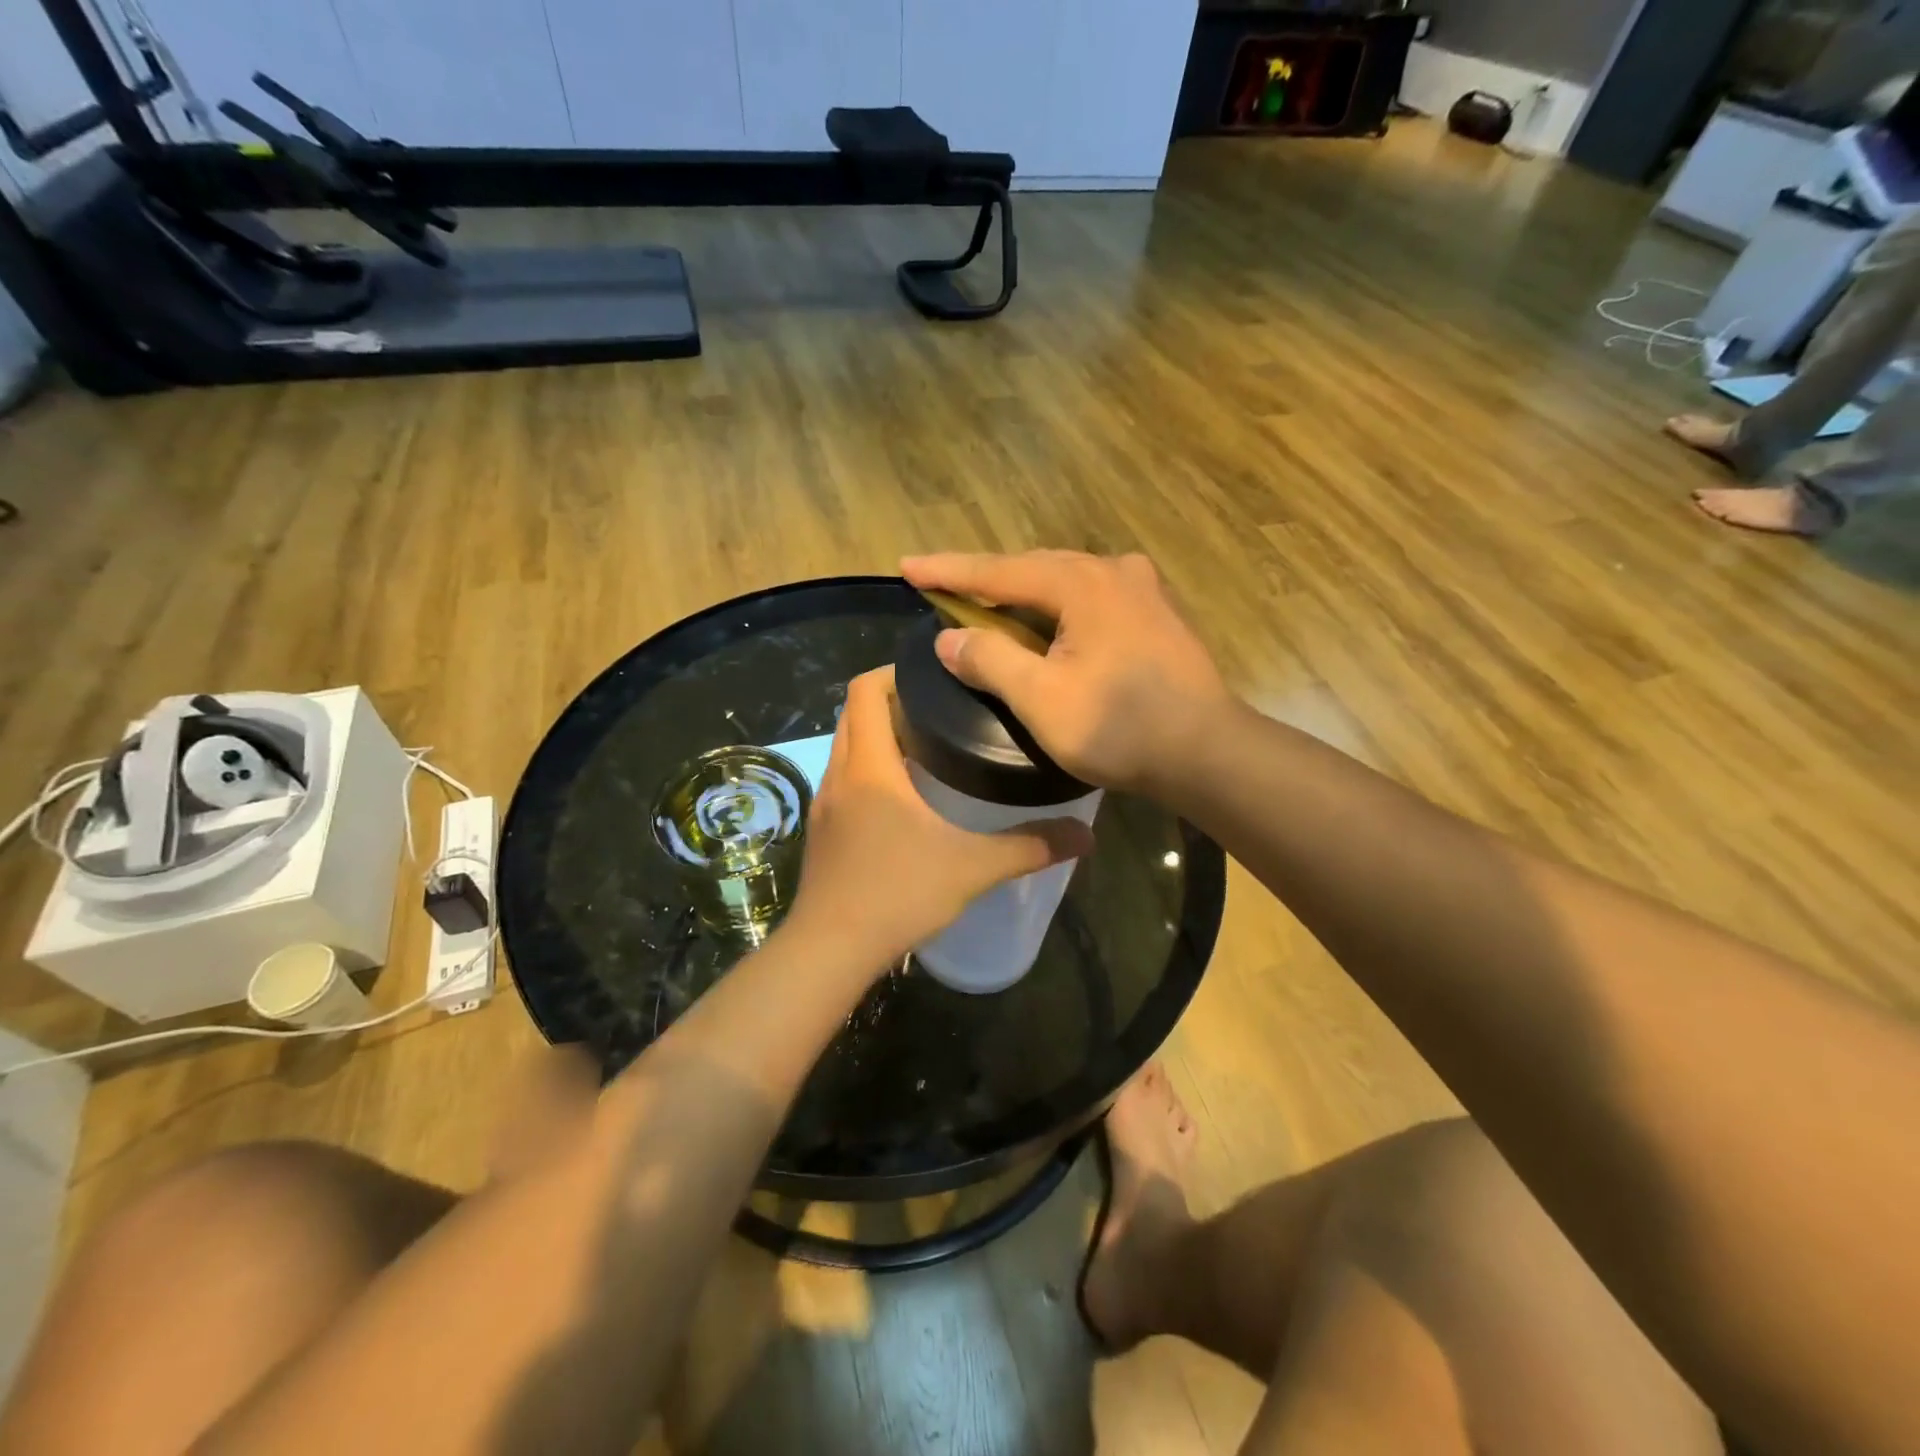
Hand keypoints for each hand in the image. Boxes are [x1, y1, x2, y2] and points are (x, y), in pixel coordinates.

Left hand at [785, 666, 1094, 971]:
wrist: (830, 950)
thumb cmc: (898, 894)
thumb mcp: (972, 868)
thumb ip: (1029, 846)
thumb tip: (1085, 836)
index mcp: (869, 766)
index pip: (864, 690)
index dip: (893, 672)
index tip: (934, 676)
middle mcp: (839, 774)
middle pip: (852, 713)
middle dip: (889, 701)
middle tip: (939, 710)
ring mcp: (824, 804)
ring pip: (844, 747)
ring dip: (875, 736)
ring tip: (926, 748)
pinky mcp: (821, 831)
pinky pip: (842, 779)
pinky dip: (866, 770)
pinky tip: (902, 799)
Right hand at [900, 550, 1232, 794]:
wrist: (1207, 752)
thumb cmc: (1120, 727)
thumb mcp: (1042, 699)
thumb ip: (991, 660)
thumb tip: (949, 638)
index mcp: (1081, 583)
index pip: (998, 572)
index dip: (947, 571)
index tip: (906, 567)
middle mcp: (1113, 571)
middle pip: (1032, 569)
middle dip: (984, 579)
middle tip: (941, 585)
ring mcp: (1142, 589)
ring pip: (1064, 582)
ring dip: (1022, 593)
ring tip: (987, 603)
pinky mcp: (1157, 613)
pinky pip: (1090, 598)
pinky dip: (1057, 607)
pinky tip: (1047, 623)